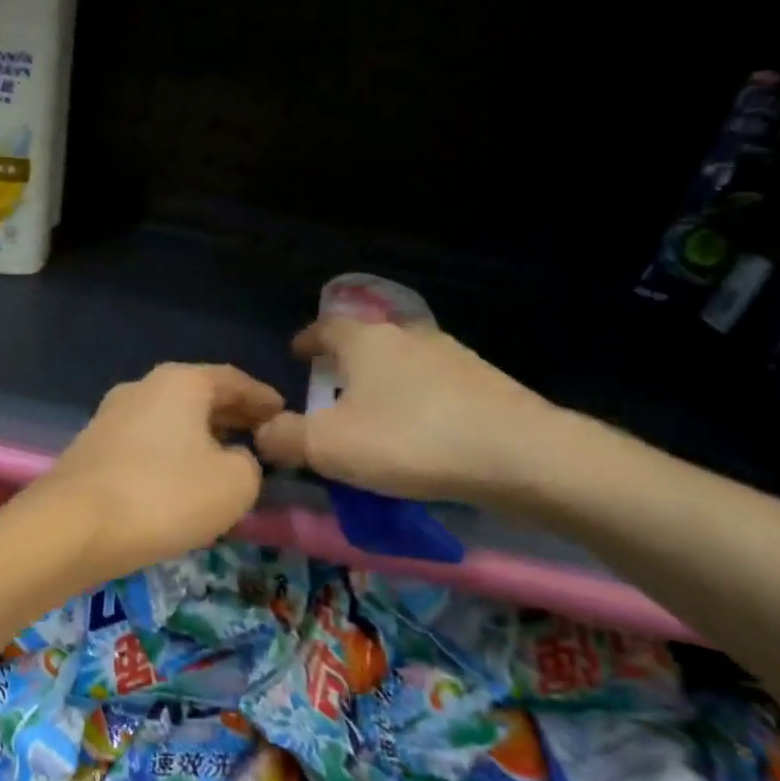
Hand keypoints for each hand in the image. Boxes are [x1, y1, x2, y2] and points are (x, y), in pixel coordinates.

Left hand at [36, 363, 283, 582]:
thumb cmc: (164, 495)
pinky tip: (180, 482)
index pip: (234, 380)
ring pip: (170, 422)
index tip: (284, 414)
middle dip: (231, 418)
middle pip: (198, 398)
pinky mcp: (91, 448)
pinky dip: (171, 456)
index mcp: (180, 382)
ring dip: (199, 438)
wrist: (72, 527)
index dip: (263, 398)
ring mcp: (110, 416)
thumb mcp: (235, 484)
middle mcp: (142, 388)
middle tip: (260, 439)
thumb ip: (250, 464)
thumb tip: (235, 459)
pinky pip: (146, 445)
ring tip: (224, 462)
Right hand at [254, 318, 557, 507]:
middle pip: (366, 342)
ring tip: (374, 417)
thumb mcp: (327, 446)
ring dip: (383, 384)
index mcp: (365, 341)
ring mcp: (452, 356)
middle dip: (345, 364)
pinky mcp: (485, 383)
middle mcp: (407, 336)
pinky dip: (417, 403)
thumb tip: (262, 432)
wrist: (517, 454)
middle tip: (330, 393)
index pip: (324, 327)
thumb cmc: (408, 440)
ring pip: (402, 364)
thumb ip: (284, 438)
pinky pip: (434, 388)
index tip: (296, 354)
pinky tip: (418, 433)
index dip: (306, 340)